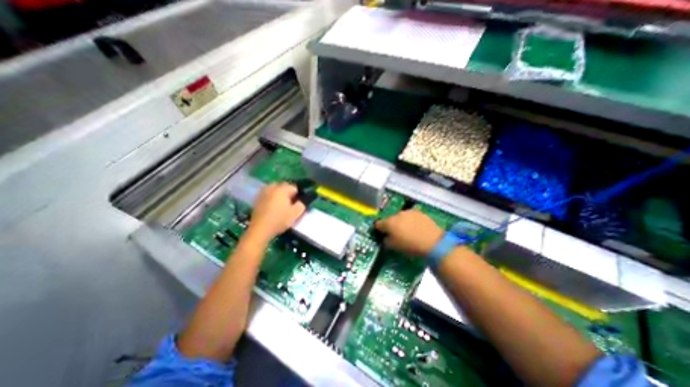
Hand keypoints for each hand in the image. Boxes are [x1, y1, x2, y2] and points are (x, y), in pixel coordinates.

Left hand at [246, 182, 303, 243]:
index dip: (298, 195)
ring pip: (275, 189)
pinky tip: (273, 206)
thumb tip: (302, 200)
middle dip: (289, 193)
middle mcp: (272, 187)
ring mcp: (264, 192)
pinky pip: (268, 193)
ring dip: (280, 194)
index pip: (294, 187)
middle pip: (284, 186)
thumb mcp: (295, 213)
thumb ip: (302, 204)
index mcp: (282, 189)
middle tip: (290, 204)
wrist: (260, 229)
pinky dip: (272, 197)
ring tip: (281, 204)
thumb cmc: (279, 220)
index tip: (297, 204)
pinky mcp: (258, 198)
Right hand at [376, 208, 441, 256]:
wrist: (432, 242)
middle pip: (390, 219)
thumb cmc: (410, 246)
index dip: (379, 229)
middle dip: (391, 225)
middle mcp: (397, 214)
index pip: (378, 224)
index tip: (382, 234)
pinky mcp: (419, 212)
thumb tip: (386, 237)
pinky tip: (416, 227)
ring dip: (401, 222)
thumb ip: (386, 241)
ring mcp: (408, 212)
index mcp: (388, 223)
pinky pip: (410, 216)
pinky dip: (411, 220)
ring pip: (400, 216)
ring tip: (407, 230)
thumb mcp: (394, 247)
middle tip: (396, 234)